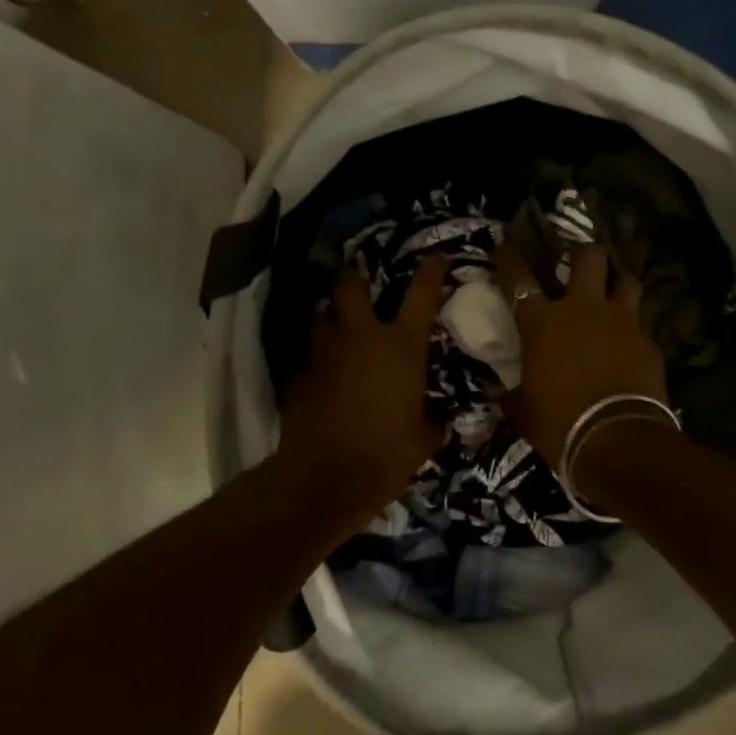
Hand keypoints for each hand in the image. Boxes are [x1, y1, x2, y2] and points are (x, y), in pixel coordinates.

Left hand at [274, 256, 449, 520]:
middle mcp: (361, 337)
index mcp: (401, 347)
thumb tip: (436, 419)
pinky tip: (325, 371)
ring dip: (333, 315)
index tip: (436, 256)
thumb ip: (432, 420)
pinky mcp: (299, 374)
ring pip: (323, 315)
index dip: (430, 271)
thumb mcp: (423, 439)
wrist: (324, 479)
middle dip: (356, 275)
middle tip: (361, 275)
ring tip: (341, 323)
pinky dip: (320, 355)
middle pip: (352, 286)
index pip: (421, 294)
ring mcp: (324, 352)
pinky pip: (311, 353)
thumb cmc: (385, 455)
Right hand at [496, 240, 665, 465]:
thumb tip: (503, 394)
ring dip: (617, 282)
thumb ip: (516, 394)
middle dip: (581, 252)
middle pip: (588, 256)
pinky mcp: (649, 342)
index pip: (518, 278)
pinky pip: (641, 324)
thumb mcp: (526, 410)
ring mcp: (622, 321)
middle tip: (576, 259)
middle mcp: (583, 309)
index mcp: (542, 323)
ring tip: (613, 291)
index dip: (509, 256)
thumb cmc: (560, 424)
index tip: (505, 242)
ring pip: (626, 280)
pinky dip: (633, 330)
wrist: (618, 441)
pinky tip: (631, 343)